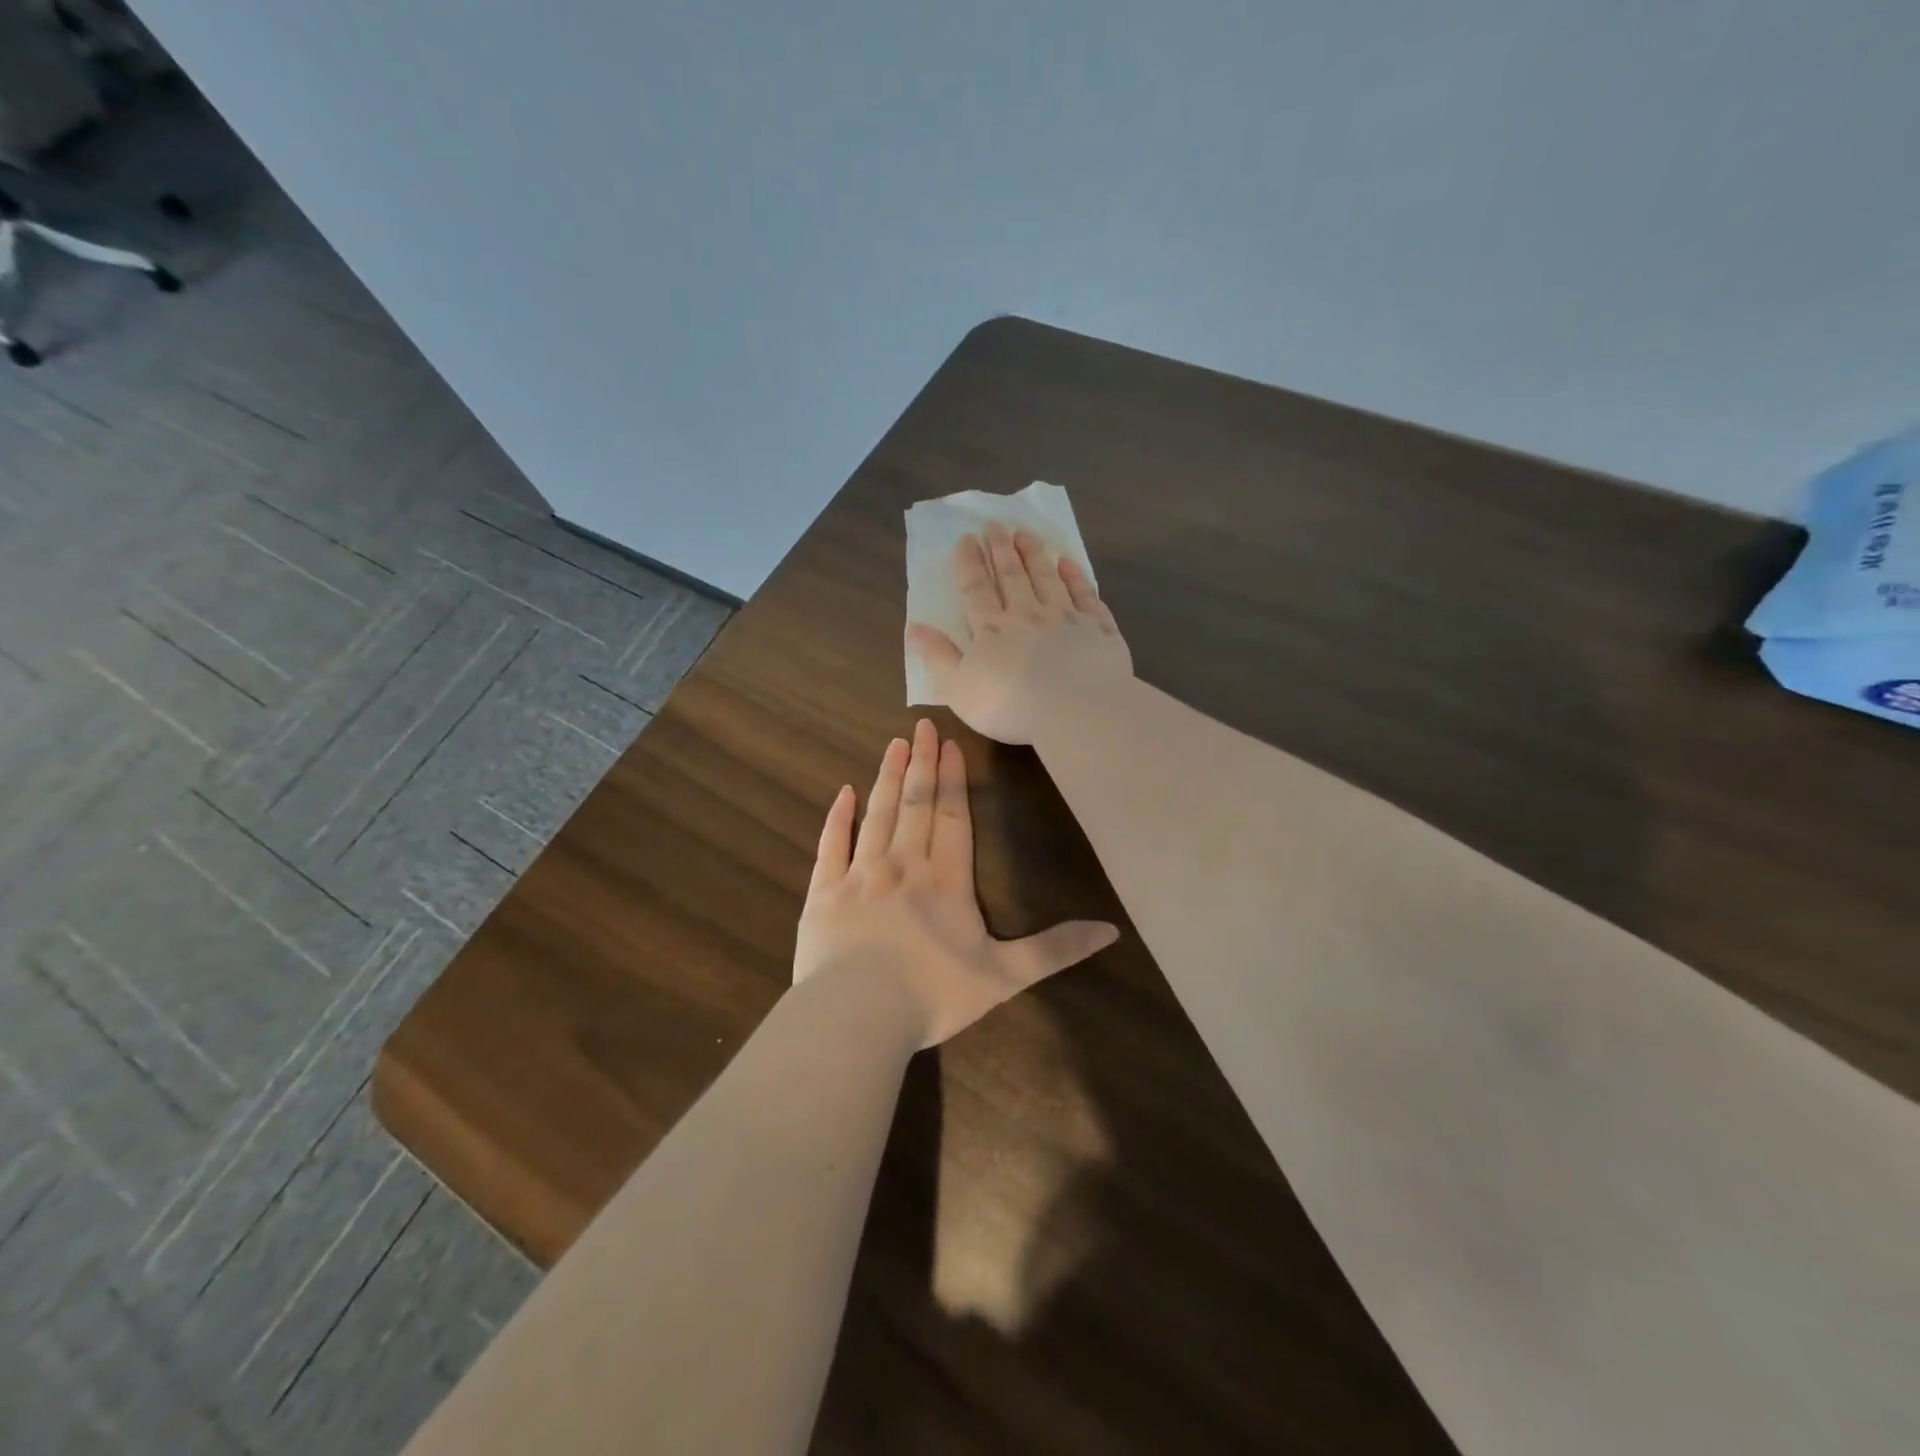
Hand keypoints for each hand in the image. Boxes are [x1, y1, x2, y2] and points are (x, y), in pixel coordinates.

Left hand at [794, 719, 1117, 1047]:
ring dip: (887, 778)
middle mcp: (903, 866)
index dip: (953, 780)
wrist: (856, 1015)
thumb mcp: (1004, 976)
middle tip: (922, 727)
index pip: (953, 818)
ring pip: (877, 814)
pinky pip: (831, 845)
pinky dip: (838, 817)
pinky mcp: (823, 892)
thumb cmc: (933, 995)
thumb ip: (1054, 950)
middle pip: (916, 805)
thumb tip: (1110, 930)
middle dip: (922, 764)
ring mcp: (859, 875)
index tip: (950, 745)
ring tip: (894, 745)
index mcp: (946, 882)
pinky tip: (843, 792)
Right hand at [906, 522, 1132, 744]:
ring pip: (1047, 578)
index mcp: (992, 630)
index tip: (966, 538)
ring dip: (1034, 554)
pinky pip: (1085, 596)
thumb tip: (914, 627)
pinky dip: (1076, 577)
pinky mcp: (1098, 629)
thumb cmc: (1010, 706)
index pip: (976, 589)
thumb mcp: (959, 688)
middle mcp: (1028, 615)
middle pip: (1012, 575)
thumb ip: (938, 657)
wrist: (1076, 709)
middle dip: (1001, 549)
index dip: (969, 563)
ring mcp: (1066, 618)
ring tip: (1025, 533)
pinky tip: (1069, 564)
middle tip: (995, 524)